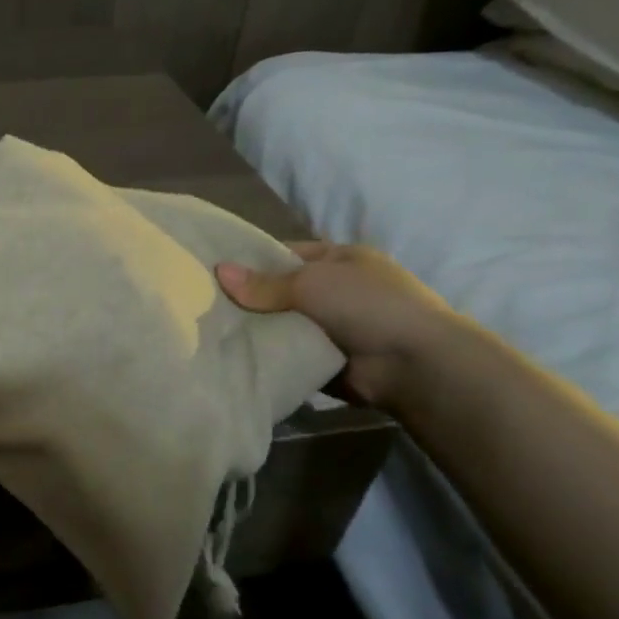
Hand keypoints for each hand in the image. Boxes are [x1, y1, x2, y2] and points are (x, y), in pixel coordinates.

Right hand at [215, 242, 464, 409]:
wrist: (414, 364)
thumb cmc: (366, 305)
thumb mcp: (311, 283)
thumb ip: (263, 283)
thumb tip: (219, 271)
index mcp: (340, 259)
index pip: (286, 254)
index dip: (252, 260)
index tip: (213, 270)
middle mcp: (337, 290)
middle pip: (281, 291)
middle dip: (249, 299)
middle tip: (204, 304)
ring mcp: (334, 327)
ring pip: (283, 324)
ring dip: (257, 330)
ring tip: (211, 331)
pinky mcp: (327, 360)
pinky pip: (289, 353)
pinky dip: (270, 355)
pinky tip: (234, 356)